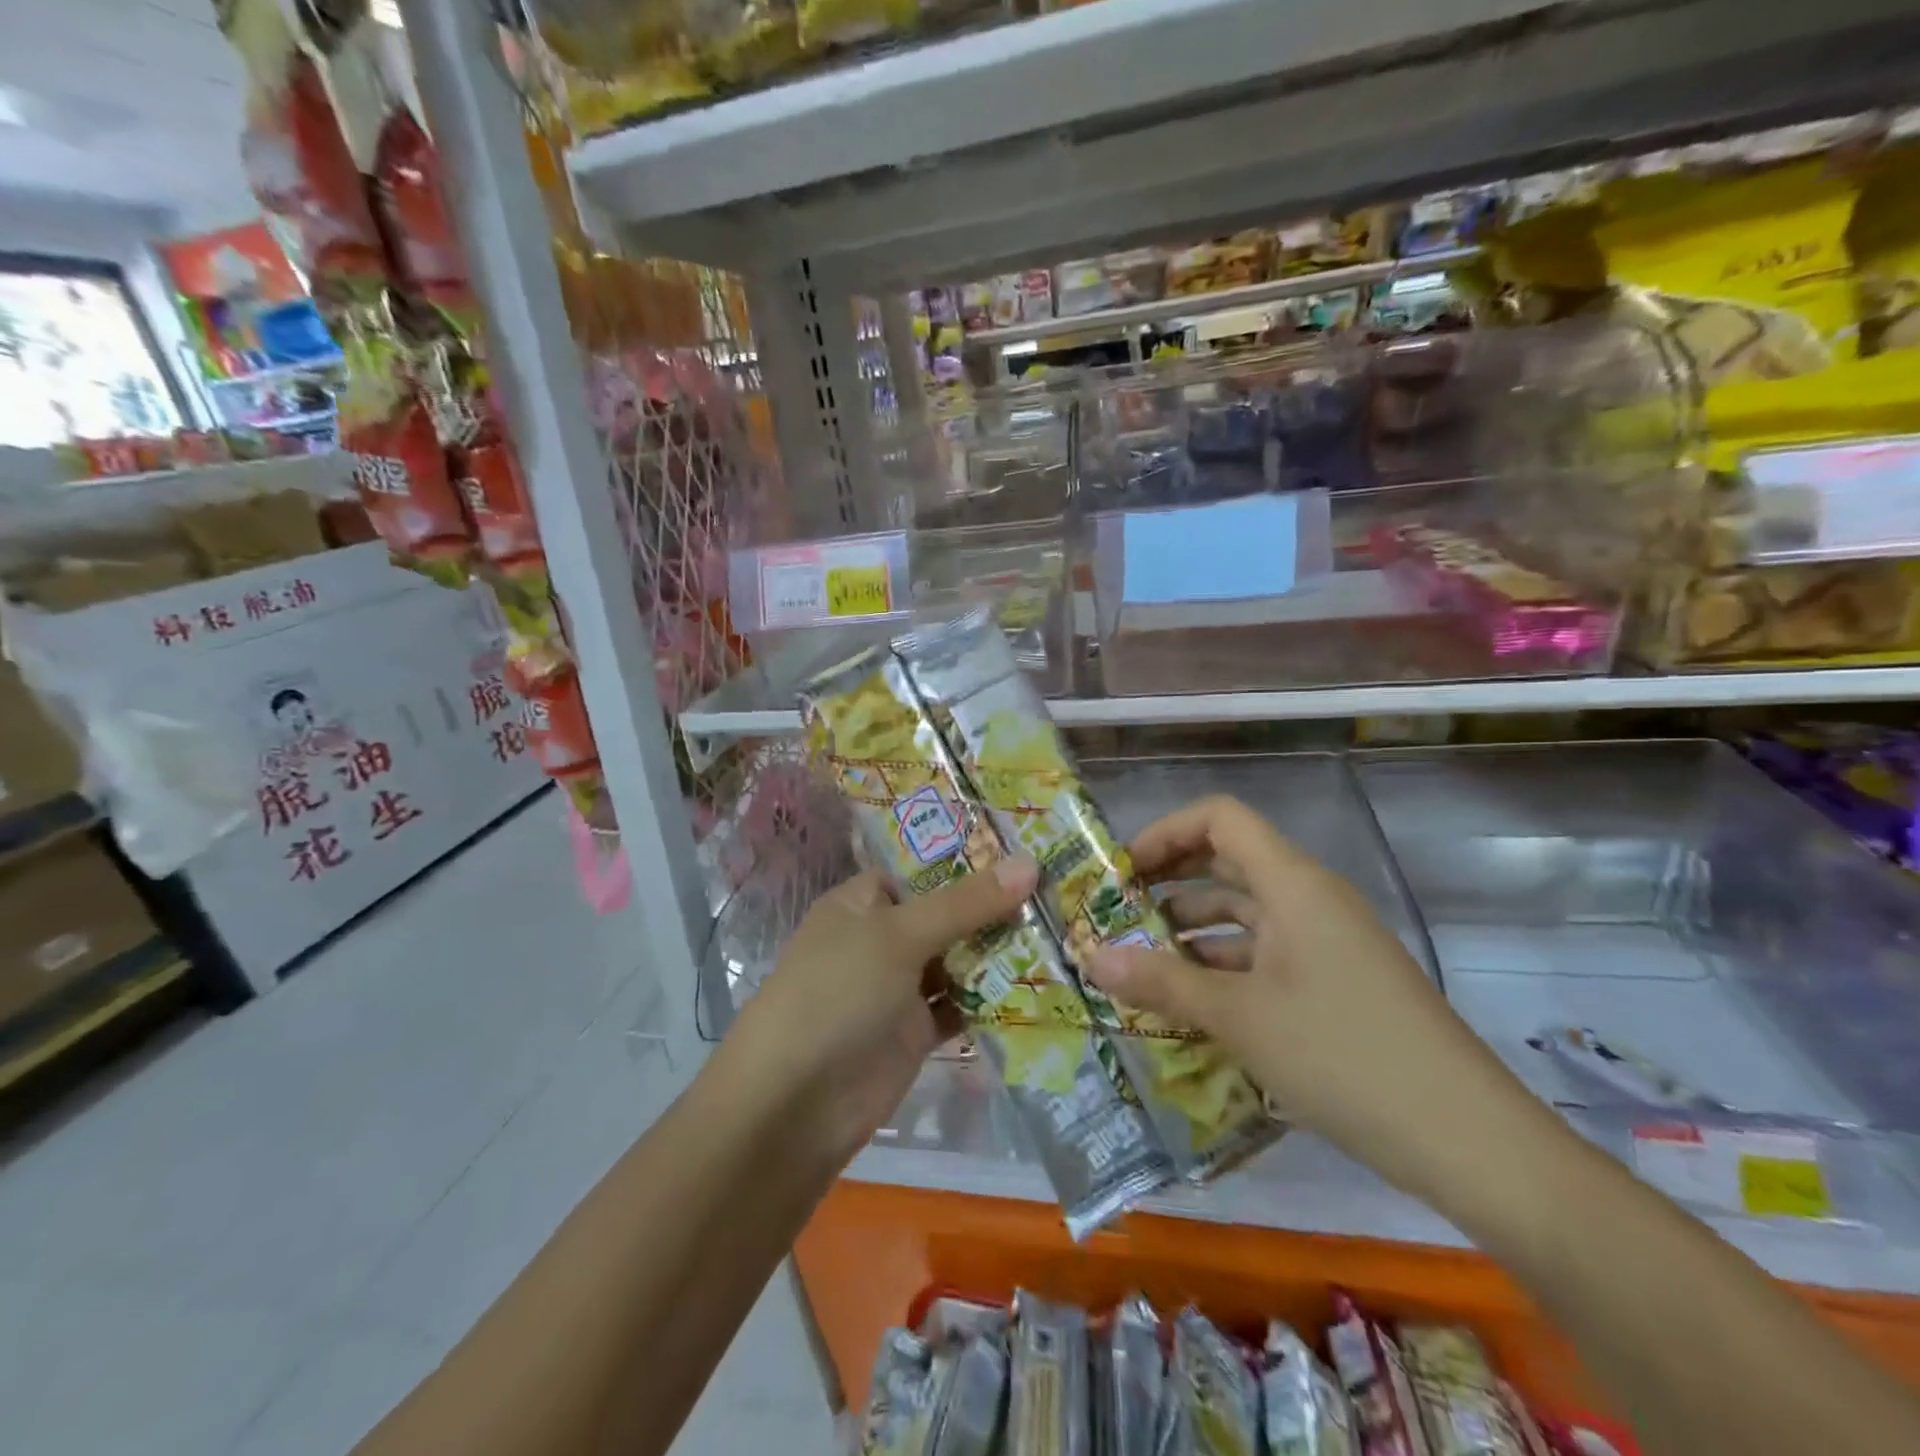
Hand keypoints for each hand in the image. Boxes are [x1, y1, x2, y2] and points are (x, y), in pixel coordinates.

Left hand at [728, 859, 1038, 1164]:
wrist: (794, 1106)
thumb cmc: (837, 994)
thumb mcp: (899, 936)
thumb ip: (964, 904)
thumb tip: (1030, 863)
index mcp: (860, 904)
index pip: (918, 871)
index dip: (965, 860)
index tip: (1023, 850)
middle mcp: (878, 940)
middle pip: (943, 916)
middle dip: (992, 908)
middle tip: (1057, 891)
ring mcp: (895, 989)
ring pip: (955, 961)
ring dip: (997, 954)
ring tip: (1061, 932)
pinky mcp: (912, 1034)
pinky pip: (958, 1007)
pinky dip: (989, 1001)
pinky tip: (1037, 989)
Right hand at [1085, 795, 1553, 1202]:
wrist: (1469, 1140)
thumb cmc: (1344, 1055)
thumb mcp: (1240, 1018)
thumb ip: (1161, 983)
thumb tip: (1090, 958)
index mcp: (1292, 883)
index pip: (1220, 819)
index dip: (1165, 832)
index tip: (1120, 871)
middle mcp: (1309, 899)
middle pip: (1228, 864)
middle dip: (1167, 884)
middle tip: (1114, 915)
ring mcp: (1326, 943)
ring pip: (1244, 915)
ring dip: (1190, 932)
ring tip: (1138, 964)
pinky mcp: (1335, 984)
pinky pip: (1265, 956)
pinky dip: (1222, 969)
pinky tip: (1187, 1005)